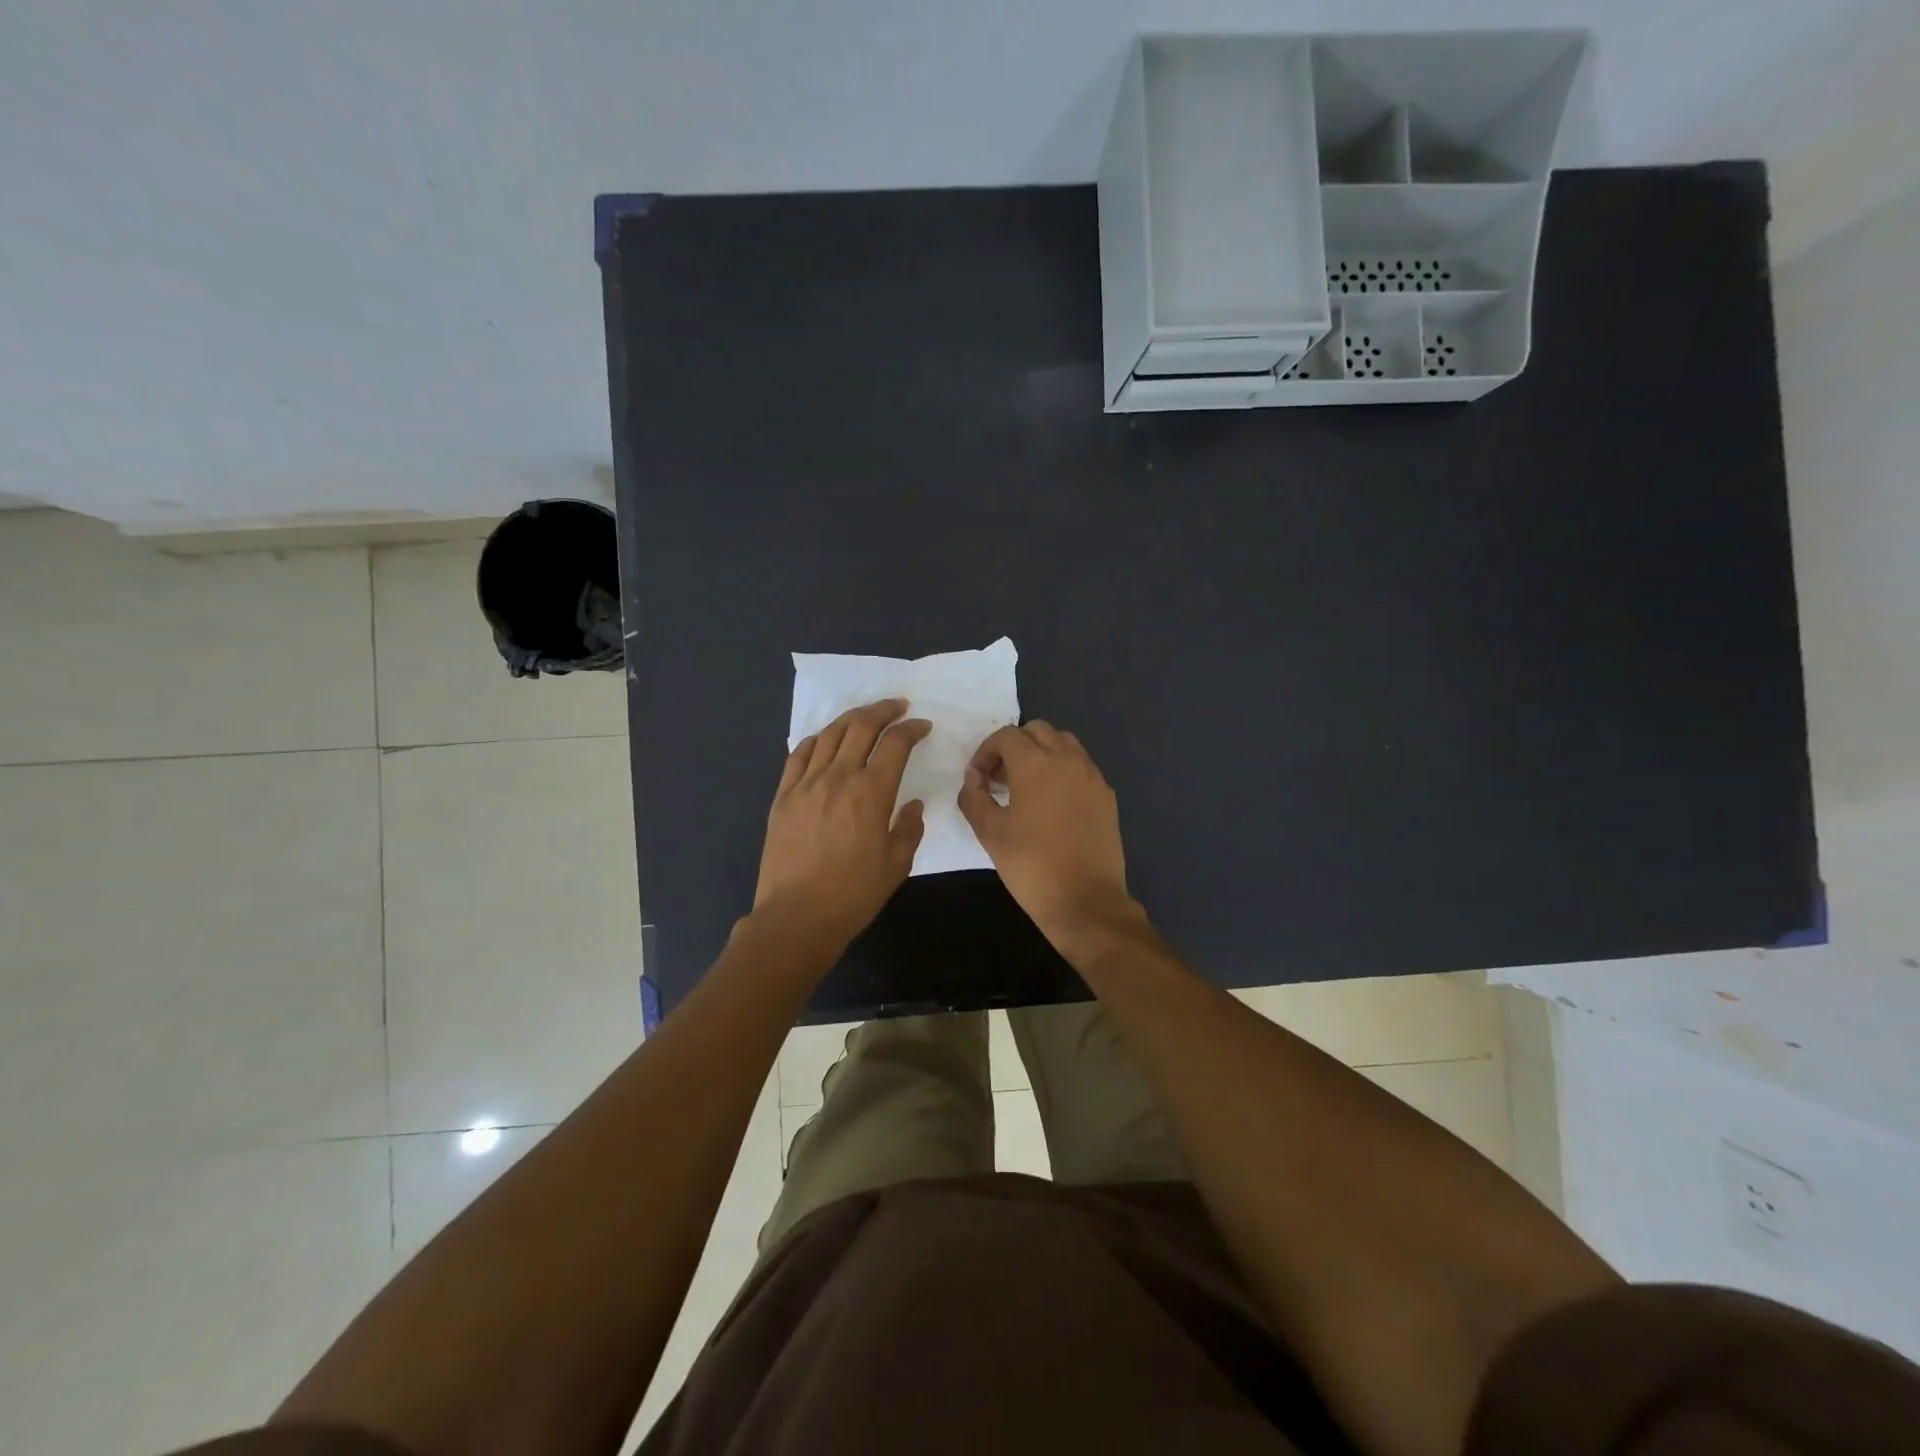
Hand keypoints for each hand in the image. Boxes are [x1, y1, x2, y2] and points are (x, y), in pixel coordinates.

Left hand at [753, 699, 930, 959]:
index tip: (922, 726)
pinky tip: (825, 740)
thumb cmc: (853, 894)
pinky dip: (816, 739)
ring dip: (851, 718)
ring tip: (865, 716)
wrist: (797, 916)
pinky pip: (799, 755)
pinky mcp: (783, 796)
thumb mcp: (897, 864)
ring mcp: (806, 784)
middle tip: (898, 706)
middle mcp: (838, 777)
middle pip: (861, 726)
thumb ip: (908, 828)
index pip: (895, 744)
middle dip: (884, 710)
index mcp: (871, 792)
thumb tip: (912, 804)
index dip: (912, 729)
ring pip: (829, 734)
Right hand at [958, 721, 1140, 949]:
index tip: (978, 779)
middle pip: (1037, 731)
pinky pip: (1081, 766)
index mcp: (1036, 764)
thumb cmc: (1031, 866)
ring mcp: (1092, 775)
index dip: (985, 752)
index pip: (1005, 736)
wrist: (1086, 901)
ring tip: (1027, 786)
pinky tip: (1053, 803)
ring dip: (1041, 753)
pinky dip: (1063, 770)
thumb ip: (974, 797)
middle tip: (1000, 778)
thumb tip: (973, 778)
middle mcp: (1067, 759)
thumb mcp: (989, 833)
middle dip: (1014, 747)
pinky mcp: (1106, 794)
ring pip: (1063, 743)